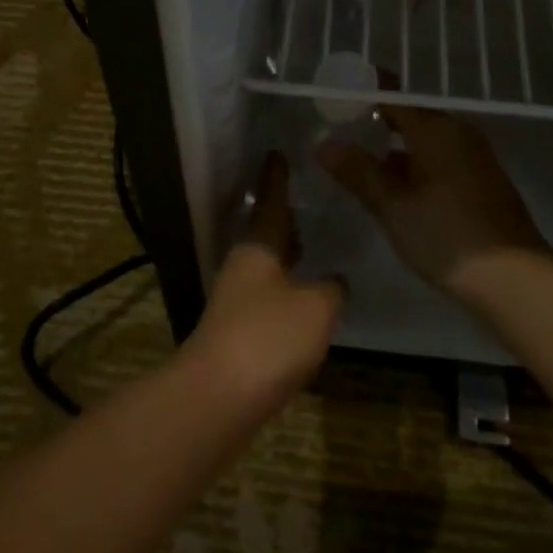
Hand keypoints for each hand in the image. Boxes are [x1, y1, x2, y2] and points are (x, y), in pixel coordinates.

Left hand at [184, 154, 344, 409]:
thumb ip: (331, 288)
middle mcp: (243, 266)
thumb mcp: (316, 307)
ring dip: (286, 253)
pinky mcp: (239, 332)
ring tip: (310, 242)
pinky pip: (268, 295)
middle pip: (265, 233)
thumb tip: (335, 282)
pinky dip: (287, 286)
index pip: (271, 201)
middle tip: (304, 198)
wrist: (218, 399)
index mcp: (258, 246)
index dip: (276, 177)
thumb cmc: (268, 338)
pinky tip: (305, 298)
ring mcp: (237, 299)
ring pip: (267, 265)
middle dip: (284, 216)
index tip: (277, 153)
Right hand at [318, 104, 550, 301]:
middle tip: (341, 130)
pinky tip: (397, 187)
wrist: (515, 279)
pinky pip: (441, 159)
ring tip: (361, 160)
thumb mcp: (392, 205)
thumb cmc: (446, 235)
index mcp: (435, 128)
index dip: (364, 93)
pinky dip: (416, 164)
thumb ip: (357, 170)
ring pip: (426, 141)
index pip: (393, 96)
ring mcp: (474, 156)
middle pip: (411, 116)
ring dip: (396, 147)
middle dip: (377, 121)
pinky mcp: (483, 181)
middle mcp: (457, 132)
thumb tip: (324, 143)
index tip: (336, 96)